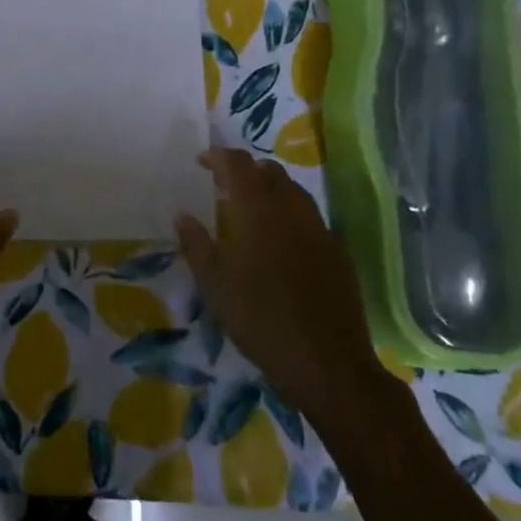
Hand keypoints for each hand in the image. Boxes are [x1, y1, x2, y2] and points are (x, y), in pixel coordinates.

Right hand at [175, 147, 382, 410]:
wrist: (328, 363)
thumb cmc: (260, 320)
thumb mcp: (214, 285)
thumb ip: (196, 244)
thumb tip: (182, 215)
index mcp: (259, 210)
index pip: (238, 164)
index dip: (218, 156)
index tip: (201, 162)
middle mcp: (292, 209)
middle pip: (270, 172)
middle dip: (246, 171)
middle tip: (224, 187)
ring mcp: (320, 229)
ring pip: (294, 192)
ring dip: (270, 191)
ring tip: (251, 212)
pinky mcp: (338, 252)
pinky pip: (310, 218)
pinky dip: (291, 215)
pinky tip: (281, 243)